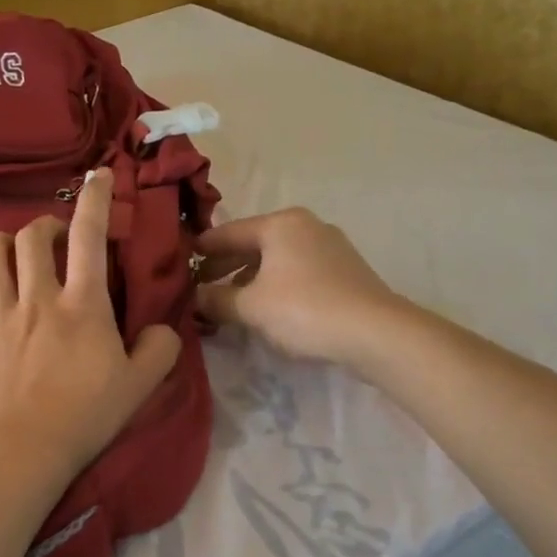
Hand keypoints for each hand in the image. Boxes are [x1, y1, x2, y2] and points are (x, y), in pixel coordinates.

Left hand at [0, 168, 181, 490]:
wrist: (19, 454)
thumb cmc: (84, 419)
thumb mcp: (139, 387)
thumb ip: (159, 350)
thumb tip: (163, 328)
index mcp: (82, 305)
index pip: (88, 236)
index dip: (95, 199)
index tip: (98, 176)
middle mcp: (37, 299)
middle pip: (30, 238)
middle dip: (43, 226)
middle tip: (53, 238)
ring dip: (0, 244)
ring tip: (11, 250)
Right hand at [195, 208, 406, 364]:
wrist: (375, 332)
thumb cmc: (304, 310)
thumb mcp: (250, 307)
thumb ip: (217, 299)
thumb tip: (196, 296)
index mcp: (280, 224)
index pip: (228, 232)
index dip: (202, 248)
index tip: (181, 261)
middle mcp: (305, 226)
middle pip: (254, 243)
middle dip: (226, 266)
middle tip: (201, 286)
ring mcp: (330, 246)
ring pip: (277, 259)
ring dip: (251, 278)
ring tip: (231, 301)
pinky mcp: (345, 270)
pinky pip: (297, 271)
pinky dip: (276, 284)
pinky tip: (268, 307)